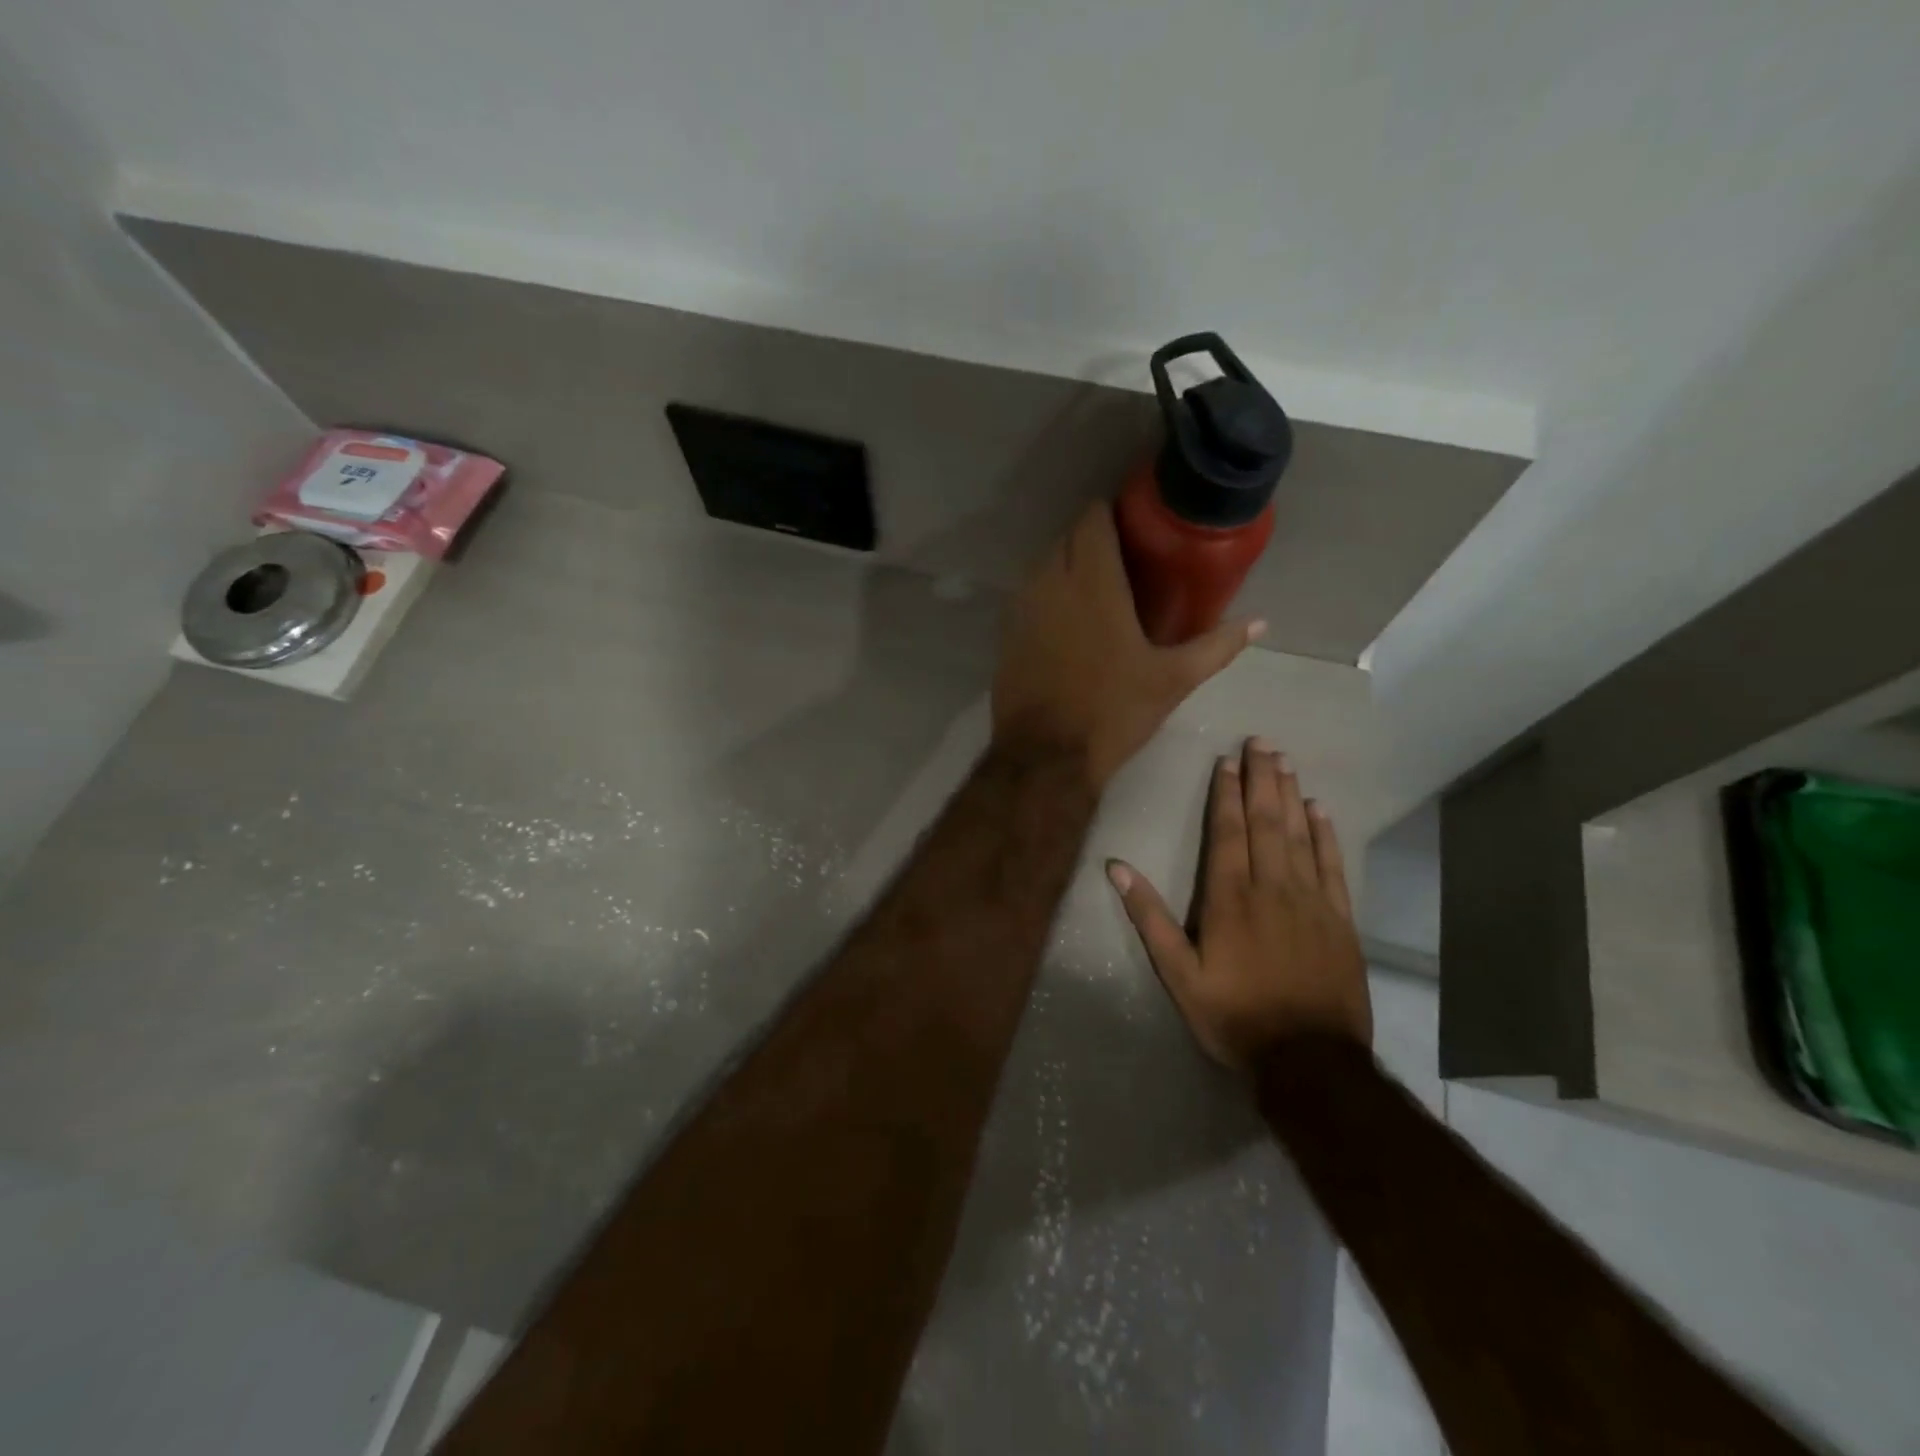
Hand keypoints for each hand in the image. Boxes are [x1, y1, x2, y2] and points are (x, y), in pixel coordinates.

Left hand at [991, 503, 1263, 788]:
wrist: (1046, 756)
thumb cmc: (1113, 712)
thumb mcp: (1173, 680)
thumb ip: (1217, 645)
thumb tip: (1260, 623)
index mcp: (1092, 582)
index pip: (1091, 519)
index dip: (1109, 512)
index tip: (1132, 522)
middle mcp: (1050, 583)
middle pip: (1066, 537)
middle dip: (1091, 537)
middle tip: (1123, 557)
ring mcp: (1022, 609)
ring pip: (1043, 566)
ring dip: (1067, 565)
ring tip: (1097, 586)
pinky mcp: (1006, 634)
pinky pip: (1027, 596)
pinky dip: (1047, 594)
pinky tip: (1068, 619)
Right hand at [1107, 738, 1370, 1067]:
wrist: (1310, 1061)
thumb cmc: (1235, 1016)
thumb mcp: (1179, 975)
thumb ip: (1149, 918)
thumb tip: (1116, 867)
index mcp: (1230, 898)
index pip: (1228, 833)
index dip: (1227, 794)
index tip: (1228, 761)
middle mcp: (1272, 888)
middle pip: (1267, 822)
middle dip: (1262, 779)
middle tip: (1262, 741)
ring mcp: (1311, 901)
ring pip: (1300, 835)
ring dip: (1291, 795)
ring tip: (1286, 761)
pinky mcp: (1340, 920)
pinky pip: (1333, 866)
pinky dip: (1326, 835)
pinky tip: (1321, 811)